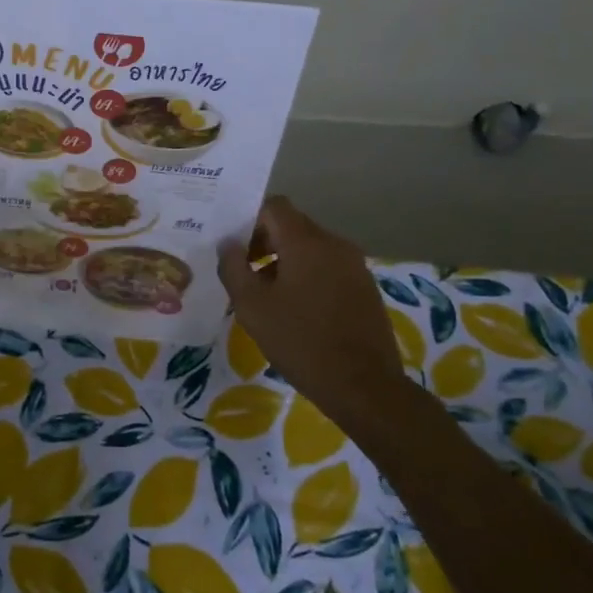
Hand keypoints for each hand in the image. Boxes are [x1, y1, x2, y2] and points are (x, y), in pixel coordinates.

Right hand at [217, 196, 409, 421]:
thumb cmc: (301, 342)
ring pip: (310, 248)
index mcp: (306, 242)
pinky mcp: (364, 287)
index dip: (248, 219)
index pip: (273, 206)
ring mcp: (354, 265)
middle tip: (242, 272)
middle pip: (292, 226)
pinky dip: (306, 275)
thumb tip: (228, 244)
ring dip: (283, 261)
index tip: (232, 247)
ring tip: (265, 295)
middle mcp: (334, 244)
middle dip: (263, 242)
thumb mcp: (252, 307)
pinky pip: (327, 267)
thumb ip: (234, 268)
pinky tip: (294, 309)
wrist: (363, 385)